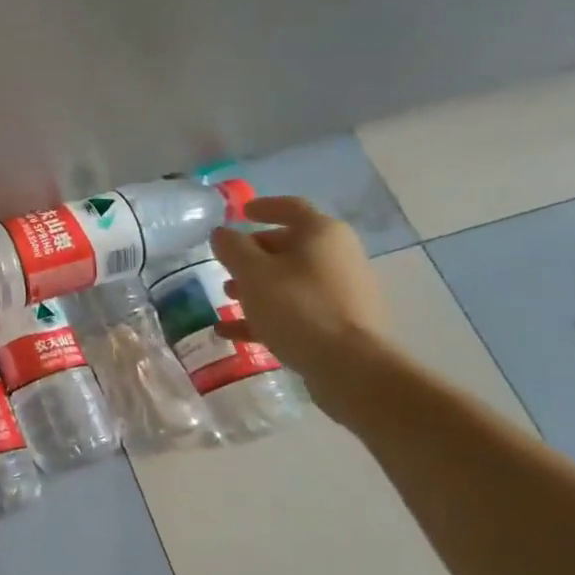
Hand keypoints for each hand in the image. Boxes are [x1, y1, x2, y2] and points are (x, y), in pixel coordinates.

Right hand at [209, 196, 390, 398]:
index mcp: (322, 234)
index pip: (290, 207)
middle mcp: (338, 256)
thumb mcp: (253, 273)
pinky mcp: (341, 324)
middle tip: (226, 263)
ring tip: (226, 298)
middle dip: (254, 254)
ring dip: (257, 286)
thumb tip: (222, 233)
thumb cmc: (298, 307)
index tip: (240, 213)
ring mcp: (342, 292)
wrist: (351, 367)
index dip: (263, 207)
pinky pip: (297, 310)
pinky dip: (267, 315)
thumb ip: (232, 248)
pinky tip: (232, 332)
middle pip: (289, 246)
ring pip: (291, 280)